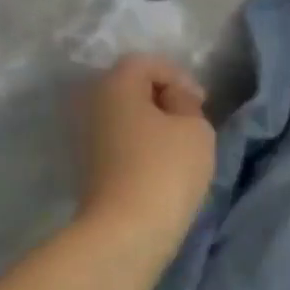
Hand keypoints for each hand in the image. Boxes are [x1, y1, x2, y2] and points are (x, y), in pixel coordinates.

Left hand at [76, 54, 217, 263]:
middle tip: (192, 119)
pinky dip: (143, 142)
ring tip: (181, 143)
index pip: (146, 62)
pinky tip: (163, 162)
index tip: (202, 102)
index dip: (178, 75)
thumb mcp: (195, 127)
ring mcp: (87, 135)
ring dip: (153, 122)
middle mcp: (92, 104)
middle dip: (163, 97)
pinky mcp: (92, 163)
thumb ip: (186, 103)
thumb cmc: (167, 167)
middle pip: (130, 86)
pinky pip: (121, 138)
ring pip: (125, 114)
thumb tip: (174, 100)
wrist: (129, 226)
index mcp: (116, 86)